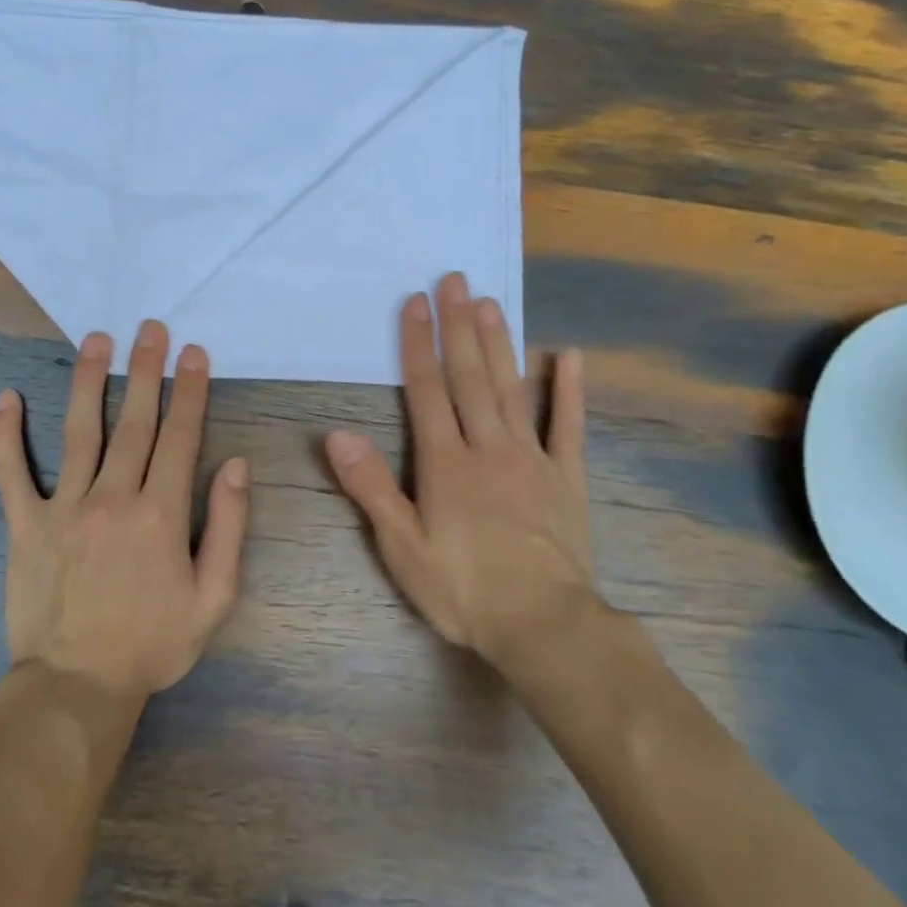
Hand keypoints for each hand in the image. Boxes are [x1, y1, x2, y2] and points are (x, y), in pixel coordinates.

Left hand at [0, 320, 249, 701]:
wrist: (78, 685)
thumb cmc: (153, 643)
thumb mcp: (214, 598)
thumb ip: (230, 528)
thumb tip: (236, 465)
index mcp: (161, 514)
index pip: (180, 437)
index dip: (189, 391)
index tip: (193, 353)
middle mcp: (113, 497)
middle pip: (133, 421)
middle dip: (146, 370)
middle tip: (150, 328)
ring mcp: (64, 507)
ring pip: (79, 431)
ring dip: (89, 381)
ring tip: (96, 340)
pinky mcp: (25, 525)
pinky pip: (12, 472)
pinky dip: (6, 434)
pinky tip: (7, 397)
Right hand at [324, 273, 599, 670]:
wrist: (543, 625)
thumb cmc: (463, 589)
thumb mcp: (402, 547)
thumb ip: (371, 487)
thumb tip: (337, 435)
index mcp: (446, 463)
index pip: (427, 390)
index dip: (418, 344)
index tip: (415, 303)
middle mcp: (487, 447)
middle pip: (470, 377)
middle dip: (458, 327)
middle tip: (455, 280)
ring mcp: (531, 459)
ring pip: (512, 390)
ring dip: (500, 344)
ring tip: (492, 303)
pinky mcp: (566, 478)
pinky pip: (567, 426)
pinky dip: (568, 390)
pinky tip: (570, 356)